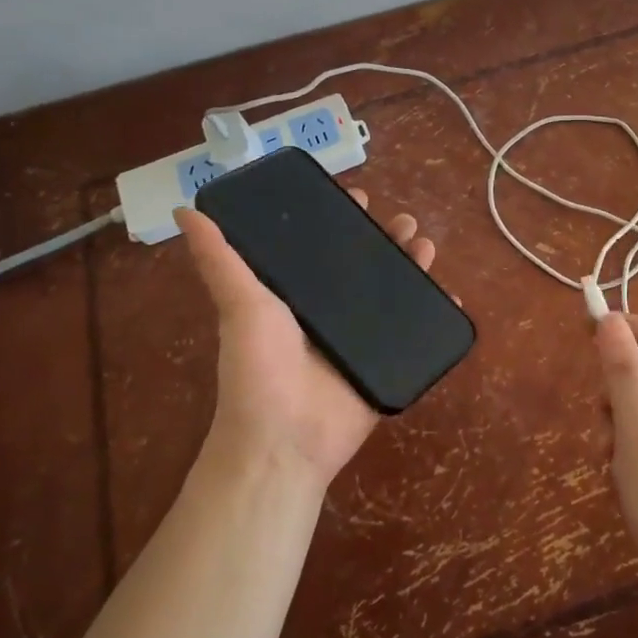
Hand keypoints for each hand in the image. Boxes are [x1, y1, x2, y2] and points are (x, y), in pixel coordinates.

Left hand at [175, 192, 437, 491]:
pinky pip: (418, 333)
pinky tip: (453, 295)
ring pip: (395, 293)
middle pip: (367, 266)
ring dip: (414, 267)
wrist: (284, 441)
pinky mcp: (388, 365)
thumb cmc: (258, 369)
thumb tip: (185, 209)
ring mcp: (363, 340)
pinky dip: (437, 314)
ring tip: (427, 247)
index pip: (324, 247)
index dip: (342, 221)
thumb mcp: (238, 305)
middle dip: (387, 240)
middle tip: (406, 222)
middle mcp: (332, 312)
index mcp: (298, 295)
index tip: (359, 196)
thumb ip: (218, 258)